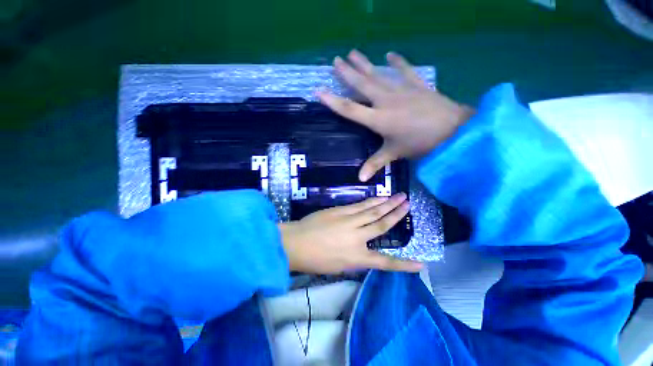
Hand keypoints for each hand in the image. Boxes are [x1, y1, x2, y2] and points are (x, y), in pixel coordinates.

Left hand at [279, 193, 422, 273]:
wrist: (295, 242)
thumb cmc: (314, 260)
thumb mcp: (338, 267)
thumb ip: (355, 258)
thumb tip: (365, 249)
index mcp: (356, 258)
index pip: (385, 262)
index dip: (404, 264)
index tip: (421, 264)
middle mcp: (357, 237)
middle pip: (381, 224)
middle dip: (396, 214)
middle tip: (408, 203)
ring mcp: (348, 220)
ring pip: (372, 211)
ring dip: (386, 203)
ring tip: (398, 196)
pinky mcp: (340, 211)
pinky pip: (359, 205)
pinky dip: (370, 201)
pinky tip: (378, 197)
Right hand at [318, 50, 474, 181]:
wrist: (453, 131)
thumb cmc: (420, 144)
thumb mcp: (394, 154)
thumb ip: (375, 164)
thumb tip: (360, 179)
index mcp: (378, 119)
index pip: (350, 109)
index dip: (333, 101)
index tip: (319, 91)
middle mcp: (386, 101)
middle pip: (362, 85)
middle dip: (347, 73)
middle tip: (335, 60)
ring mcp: (402, 90)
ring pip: (378, 74)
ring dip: (365, 63)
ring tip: (353, 52)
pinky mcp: (417, 85)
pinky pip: (405, 71)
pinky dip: (398, 62)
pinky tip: (390, 54)